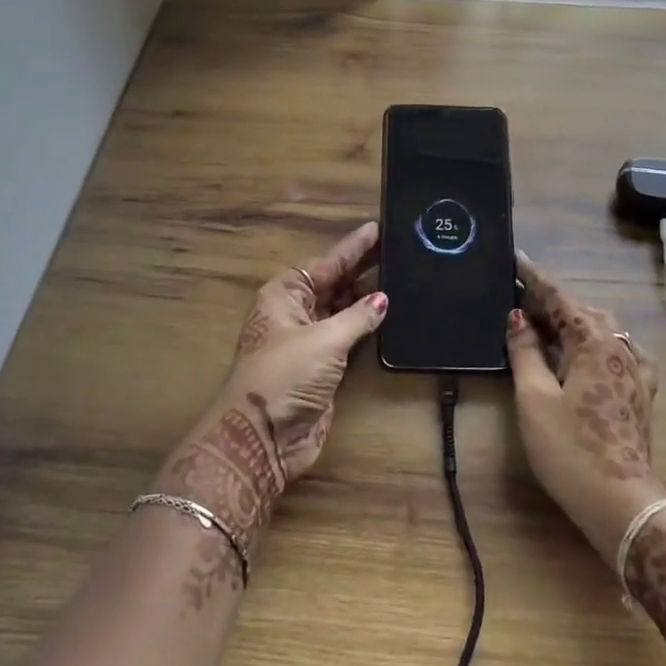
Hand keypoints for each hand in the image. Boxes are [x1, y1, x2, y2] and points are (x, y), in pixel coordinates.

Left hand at [154, 223, 384, 585]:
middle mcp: (297, 312)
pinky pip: (351, 336)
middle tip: (399, 246)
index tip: (378, 227)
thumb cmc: (285, 376)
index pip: (326, 263)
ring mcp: (311, 340)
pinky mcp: (325, 366)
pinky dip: (369, 325)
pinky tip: (392, 313)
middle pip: (335, 282)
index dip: (353, 247)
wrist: (263, 438)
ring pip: (344, 309)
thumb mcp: (323, 340)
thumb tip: (383, 299)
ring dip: (369, 296)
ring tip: (402, 272)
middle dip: (364, 267)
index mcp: (286, 295)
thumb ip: (357, 317)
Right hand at [507, 252, 662, 558]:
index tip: (517, 258)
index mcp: (596, 343)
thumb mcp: (534, 397)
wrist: (621, 503)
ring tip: (544, 322)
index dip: (536, 279)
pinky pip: (615, 352)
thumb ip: (526, 352)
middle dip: (553, 300)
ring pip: (602, 331)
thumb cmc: (570, 448)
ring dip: (573, 321)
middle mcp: (621, 349)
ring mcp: (635, 372)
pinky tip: (585, 353)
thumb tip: (517, 318)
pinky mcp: (639, 394)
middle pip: (583, 311)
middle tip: (521, 296)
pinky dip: (593, 343)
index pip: (561, 299)